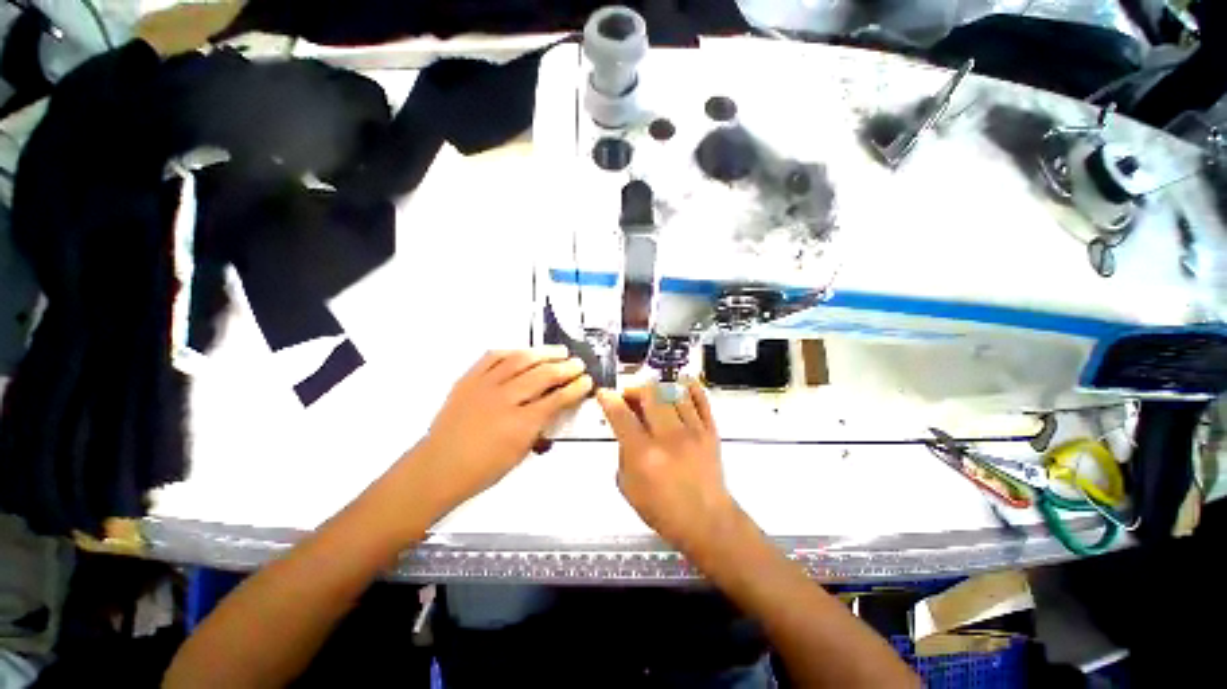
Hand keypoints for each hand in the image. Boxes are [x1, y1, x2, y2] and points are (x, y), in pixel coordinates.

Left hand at [407, 347, 592, 516]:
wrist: (438, 467)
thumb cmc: (480, 468)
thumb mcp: (520, 453)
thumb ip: (540, 427)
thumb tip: (553, 409)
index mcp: (521, 424)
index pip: (557, 399)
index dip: (575, 388)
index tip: (585, 381)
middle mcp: (504, 400)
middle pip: (543, 375)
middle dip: (565, 367)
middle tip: (577, 364)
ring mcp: (485, 386)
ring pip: (520, 360)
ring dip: (543, 353)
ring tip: (558, 351)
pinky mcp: (469, 380)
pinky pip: (492, 357)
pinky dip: (512, 351)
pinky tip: (523, 351)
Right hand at [596, 380, 738, 551]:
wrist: (707, 521)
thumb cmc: (664, 510)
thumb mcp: (629, 488)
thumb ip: (623, 454)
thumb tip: (625, 429)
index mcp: (644, 454)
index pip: (622, 415)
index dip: (609, 399)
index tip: (604, 393)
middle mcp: (669, 437)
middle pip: (650, 394)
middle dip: (635, 389)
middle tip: (630, 397)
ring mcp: (693, 431)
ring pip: (674, 392)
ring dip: (659, 387)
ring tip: (652, 394)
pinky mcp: (710, 431)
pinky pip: (702, 400)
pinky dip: (691, 387)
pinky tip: (683, 382)